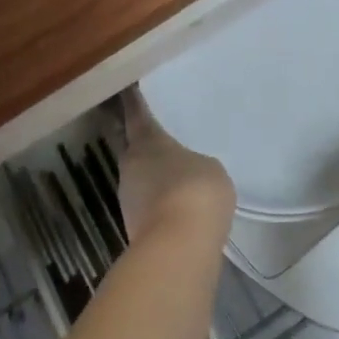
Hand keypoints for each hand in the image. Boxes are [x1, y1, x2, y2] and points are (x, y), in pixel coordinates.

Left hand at [119, 90, 235, 250]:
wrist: (178, 249)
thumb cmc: (195, 191)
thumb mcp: (209, 167)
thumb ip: (195, 163)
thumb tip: (186, 173)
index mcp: (147, 140)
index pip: (136, 113)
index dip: (134, 102)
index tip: (129, 89)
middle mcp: (130, 165)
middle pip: (134, 149)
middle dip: (146, 146)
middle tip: (165, 141)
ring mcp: (128, 199)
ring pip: (140, 180)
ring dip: (154, 179)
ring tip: (177, 178)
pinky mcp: (134, 228)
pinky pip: (148, 206)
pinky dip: (159, 204)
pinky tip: (178, 208)